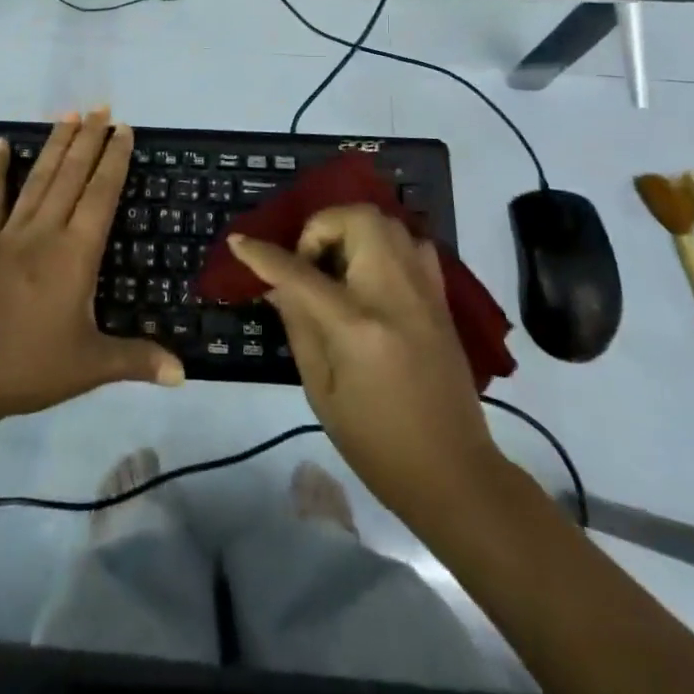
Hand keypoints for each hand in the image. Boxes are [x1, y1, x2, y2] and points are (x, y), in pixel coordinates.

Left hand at [0, 109, 182, 427]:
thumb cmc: (24, 369)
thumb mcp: (88, 367)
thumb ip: (136, 361)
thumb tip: (184, 374)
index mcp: (74, 255)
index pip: (101, 195)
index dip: (114, 160)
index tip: (124, 130)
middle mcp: (44, 233)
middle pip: (71, 176)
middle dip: (89, 139)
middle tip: (102, 107)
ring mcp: (7, 234)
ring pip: (38, 179)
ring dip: (55, 145)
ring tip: (69, 114)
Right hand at [228, 206, 504, 524]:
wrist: (454, 474)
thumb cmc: (376, 443)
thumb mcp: (321, 390)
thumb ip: (298, 325)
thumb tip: (277, 283)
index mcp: (357, 325)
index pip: (300, 272)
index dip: (262, 254)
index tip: (239, 242)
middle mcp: (393, 293)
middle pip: (356, 219)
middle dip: (322, 227)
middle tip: (309, 261)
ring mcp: (424, 290)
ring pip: (387, 221)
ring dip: (352, 230)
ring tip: (338, 266)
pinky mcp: (441, 297)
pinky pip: (412, 243)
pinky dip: (385, 244)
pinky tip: (372, 275)